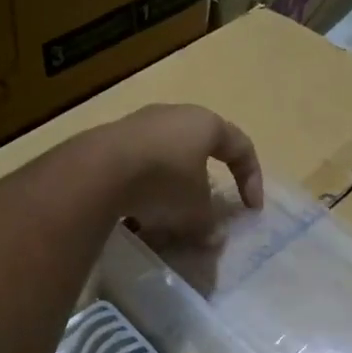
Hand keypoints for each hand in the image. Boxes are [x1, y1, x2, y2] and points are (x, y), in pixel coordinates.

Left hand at [96, 104, 262, 242]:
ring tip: (168, 220)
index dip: (252, 179)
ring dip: (172, 191)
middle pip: (200, 151)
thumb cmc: (165, 181)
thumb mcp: (196, 210)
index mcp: (205, 124)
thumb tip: (212, 237)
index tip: (251, 210)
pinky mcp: (112, 141)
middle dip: (205, 185)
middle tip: (206, 211)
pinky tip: (138, 216)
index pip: (241, 147)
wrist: (99, 170)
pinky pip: (139, 168)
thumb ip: (210, 223)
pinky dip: (144, 191)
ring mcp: (140, 125)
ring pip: (167, 161)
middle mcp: (175, 116)